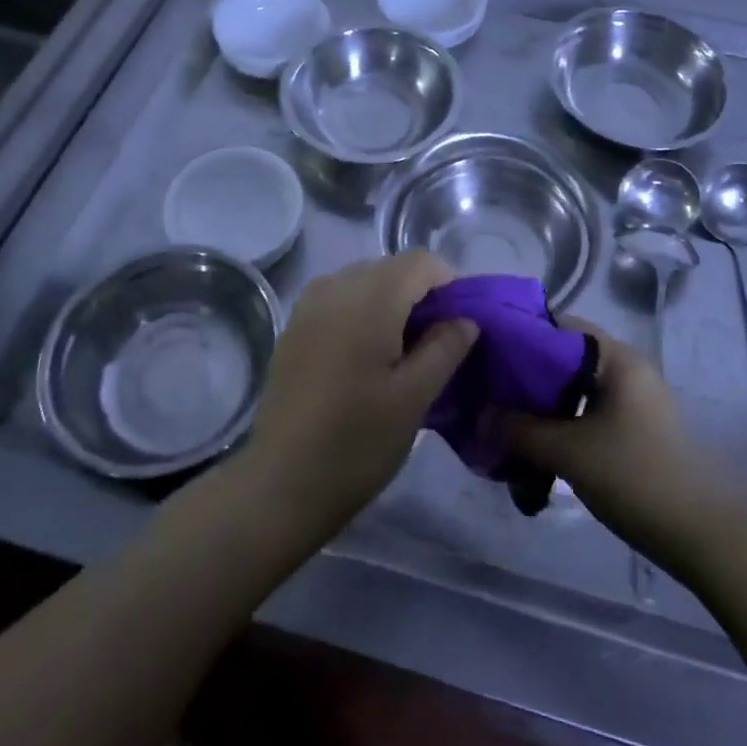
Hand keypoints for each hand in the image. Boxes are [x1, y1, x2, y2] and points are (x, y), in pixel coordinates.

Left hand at [245, 253, 477, 532]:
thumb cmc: (357, 441)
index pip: (421, 262)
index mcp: (370, 298)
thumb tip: (466, 318)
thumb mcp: (415, 398)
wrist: (281, 483)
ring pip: (364, 280)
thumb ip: (445, 348)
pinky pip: (339, 298)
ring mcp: (309, 304)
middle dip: (420, 294)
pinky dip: (362, 311)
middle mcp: (336, 286)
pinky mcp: (294, 326)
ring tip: (402, 351)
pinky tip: (365, 355)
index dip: (449, 284)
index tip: (459, 325)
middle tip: (436, 344)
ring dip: (390, 302)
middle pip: (391, 267)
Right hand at [506, 326, 736, 574]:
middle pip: (566, 359)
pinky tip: (538, 449)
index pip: (560, 326)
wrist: (708, 538)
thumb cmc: (637, 477)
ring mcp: (636, 403)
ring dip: (543, 407)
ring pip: (577, 391)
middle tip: (490, 393)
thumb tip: (480, 415)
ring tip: (507, 425)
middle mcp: (628, 370)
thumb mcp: (569, 452)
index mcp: (617, 359)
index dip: (520, 336)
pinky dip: (563, 426)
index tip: (486, 355)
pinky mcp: (638, 432)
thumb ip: (520, 430)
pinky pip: (590, 415)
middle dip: (527, 377)